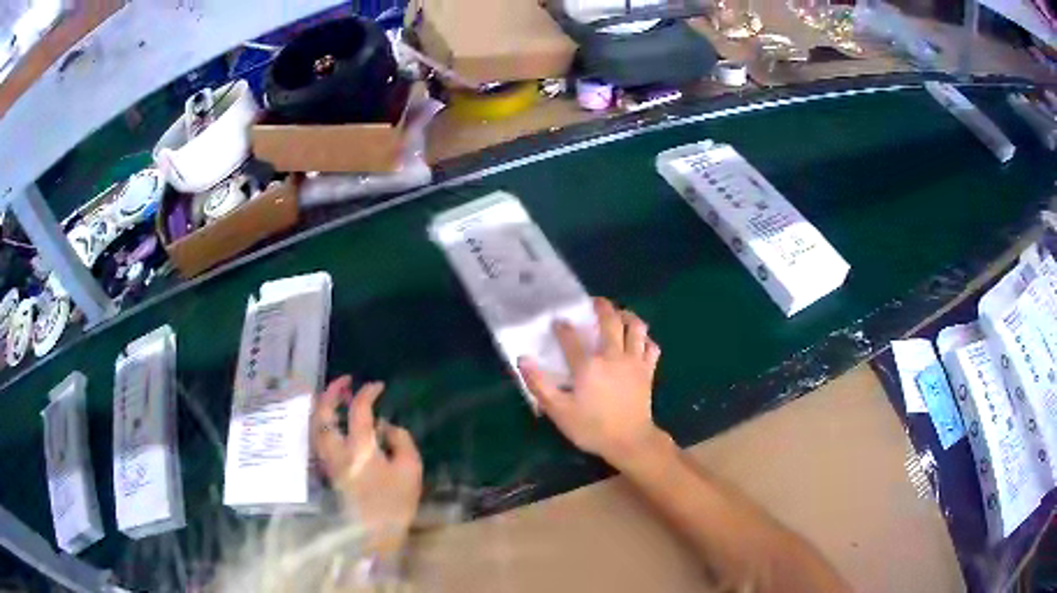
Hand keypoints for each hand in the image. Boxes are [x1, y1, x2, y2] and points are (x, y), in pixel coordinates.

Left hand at [312, 376, 422, 556]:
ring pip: (316, 427)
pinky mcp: (329, 471)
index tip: (378, 386)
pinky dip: (323, 423)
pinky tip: (334, 422)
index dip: (367, 393)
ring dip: (322, 407)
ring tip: (336, 397)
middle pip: (323, 415)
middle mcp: (338, 451)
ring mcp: (329, 462)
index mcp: (360, 449)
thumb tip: (386, 426)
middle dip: (331, 393)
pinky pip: (319, 439)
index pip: (358, 411)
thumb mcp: (411, 470)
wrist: (376, 534)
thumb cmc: (396, 503)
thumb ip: (401, 441)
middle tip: (345, 381)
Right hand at [518, 297, 665, 465]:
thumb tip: (523, 359)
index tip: (557, 322)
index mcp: (588, 365)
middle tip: (595, 302)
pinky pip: (651, 347)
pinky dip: (646, 340)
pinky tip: (639, 341)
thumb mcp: (559, 411)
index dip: (562, 327)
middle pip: (610, 321)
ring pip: (636, 328)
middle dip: (602, 307)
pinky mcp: (648, 370)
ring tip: (620, 314)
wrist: (630, 441)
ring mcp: (634, 361)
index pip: (571, 337)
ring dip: (628, 316)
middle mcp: (612, 355)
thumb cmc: (592, 428)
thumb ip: (539, 384)